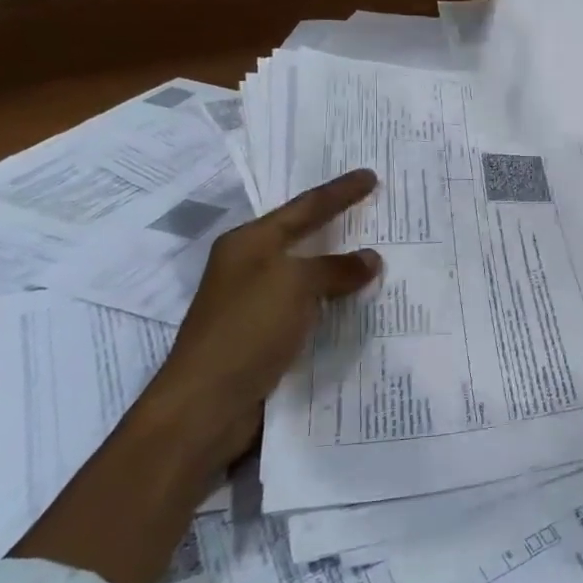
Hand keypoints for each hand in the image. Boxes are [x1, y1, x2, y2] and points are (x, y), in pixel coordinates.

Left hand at [12, 170, 383, 582]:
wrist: (205, 406)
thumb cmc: (247, 329)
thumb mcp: (295, 285)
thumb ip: (335, 269)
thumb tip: (370, 260)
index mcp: (249, 243)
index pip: (305, 207)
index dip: (340, 192)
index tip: (371, 176)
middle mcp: (249, 266)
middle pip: (302, 236)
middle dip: (338, 224)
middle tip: (375, 208)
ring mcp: (255, 303)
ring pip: (308, 274)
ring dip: (340, 266)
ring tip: (377, 255)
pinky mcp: (264, 336)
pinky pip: (309, 306)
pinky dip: (334, 300)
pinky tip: (358, 301)